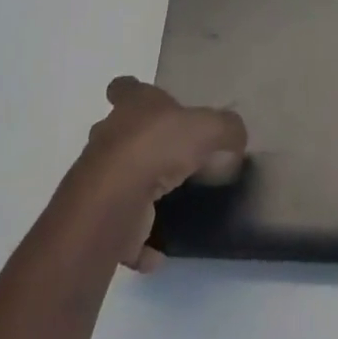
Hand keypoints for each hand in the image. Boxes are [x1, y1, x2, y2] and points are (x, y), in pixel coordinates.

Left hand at [75, 76, 246, 272]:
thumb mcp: (208, 127)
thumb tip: (237, 138)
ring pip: (118, 179)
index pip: (124, 87)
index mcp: (132, 105)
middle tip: (169, 156)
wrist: (117, 198)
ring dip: (138, 191)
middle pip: (119, 133)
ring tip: (169, 203)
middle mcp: (110, 135)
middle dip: (139, 143)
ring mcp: (100, 177)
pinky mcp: (101, 217)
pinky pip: (121, 229)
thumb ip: (227, 129)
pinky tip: (159, 250)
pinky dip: (138, 241)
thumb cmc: (159, 146)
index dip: (132, 92)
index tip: (147, 105)